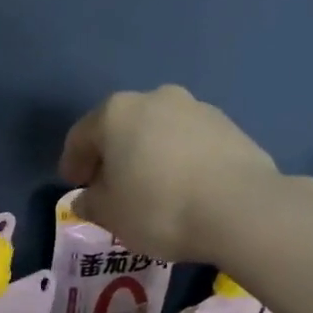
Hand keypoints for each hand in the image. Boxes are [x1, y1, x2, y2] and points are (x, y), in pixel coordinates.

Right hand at [60, 85, 277, 262]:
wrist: (239, 209)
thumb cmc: (157, 208)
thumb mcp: (109, 214)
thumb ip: (89, 203)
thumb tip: (84, 198)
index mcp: (116, 114)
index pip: (81, 136)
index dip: (72, 163)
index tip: (74, 187)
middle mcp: (154, 98)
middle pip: (121, 128)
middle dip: (111, 156)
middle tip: (108, 188)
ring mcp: (196, 108)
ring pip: (156, 132)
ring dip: (145, 156)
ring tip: (148, 190)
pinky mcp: (228, 125)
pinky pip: (187, 142)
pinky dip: (176, 160)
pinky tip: (180, 189)